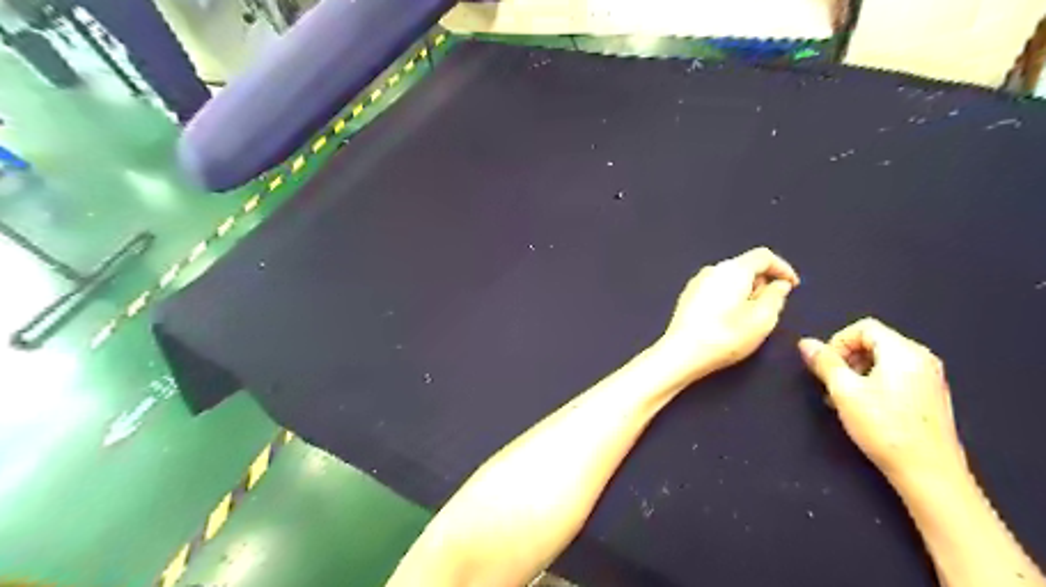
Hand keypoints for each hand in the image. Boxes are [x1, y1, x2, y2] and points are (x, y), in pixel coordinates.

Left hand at [662, 246, 802, 376]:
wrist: (682, 352)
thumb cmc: (726, 336)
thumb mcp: (763, 319)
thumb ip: (776, 297)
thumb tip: (778, 284)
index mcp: (734, 269)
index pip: (763, 256)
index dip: (783, 268)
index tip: (793, 286)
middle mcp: (713, 269)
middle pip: (745, 266)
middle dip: (763, 281)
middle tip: (772, 305)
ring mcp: (696, 282)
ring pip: (729, 278)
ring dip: (745, 290)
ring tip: (750, 315)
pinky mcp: (687, 296)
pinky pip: (715, 289)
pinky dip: (729, 297)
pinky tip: (728, 318)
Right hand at [802, 318, 962, 488]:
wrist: (929, 474)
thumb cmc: (885, 428)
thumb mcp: (845, 392)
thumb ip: (824, 363)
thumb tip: (806, 343)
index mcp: (904, 352)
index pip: (864, 327)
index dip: (838, 341)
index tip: (826, 366)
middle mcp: (921, 359)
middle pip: (873, 342)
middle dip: (846, 359)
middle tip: (831, 384)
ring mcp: (929, 378)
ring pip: (882, 361)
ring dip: (856, 373)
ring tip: (842, 399)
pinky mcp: (929, 396)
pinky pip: (894, 376)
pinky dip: (872, 383)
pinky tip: (862, 408)